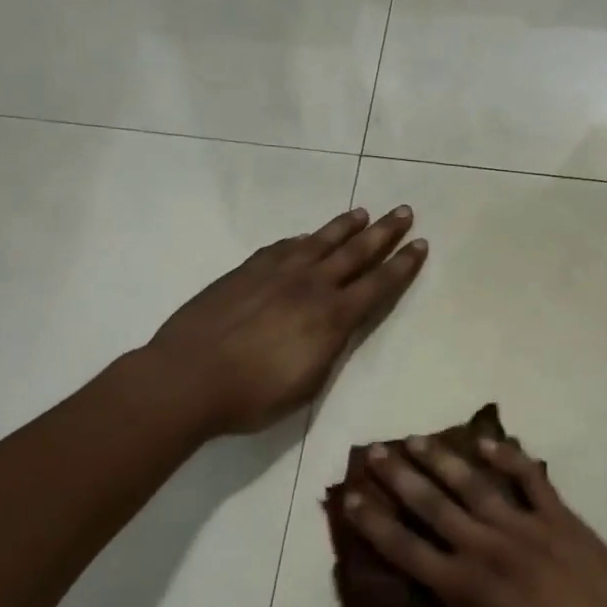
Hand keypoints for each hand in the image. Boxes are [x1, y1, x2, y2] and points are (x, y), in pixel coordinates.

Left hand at [145, 206, 426, 439]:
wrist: (186, 378)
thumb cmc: (252, 396)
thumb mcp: (307, 383)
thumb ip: (330, 347)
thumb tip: (341, 324)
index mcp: (332, 317)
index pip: (378, 284)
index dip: (402, 265)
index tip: (420, 245)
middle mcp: (310, 285)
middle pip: (355, 252)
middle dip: (383, 231)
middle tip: (403, 211)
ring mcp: (276, 273)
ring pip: (319, 241)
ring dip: (344, 226)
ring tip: (362, 213)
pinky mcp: (246, 270)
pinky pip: (283, 247)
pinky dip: (301, 240)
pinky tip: (305, 238)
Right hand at [346, 434, 606, 606]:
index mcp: (462, 588)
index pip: (405, 548)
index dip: (374, 522)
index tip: (352, 498)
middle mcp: (484, 547)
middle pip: (432, 504)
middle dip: (399, 476)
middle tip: (376, 451)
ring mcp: (523, 526)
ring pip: (473, 483)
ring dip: (442, 459)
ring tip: (418, 439)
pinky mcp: (558, 515)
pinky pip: (529, 478)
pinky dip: (508, 457)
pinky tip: (488, 442)